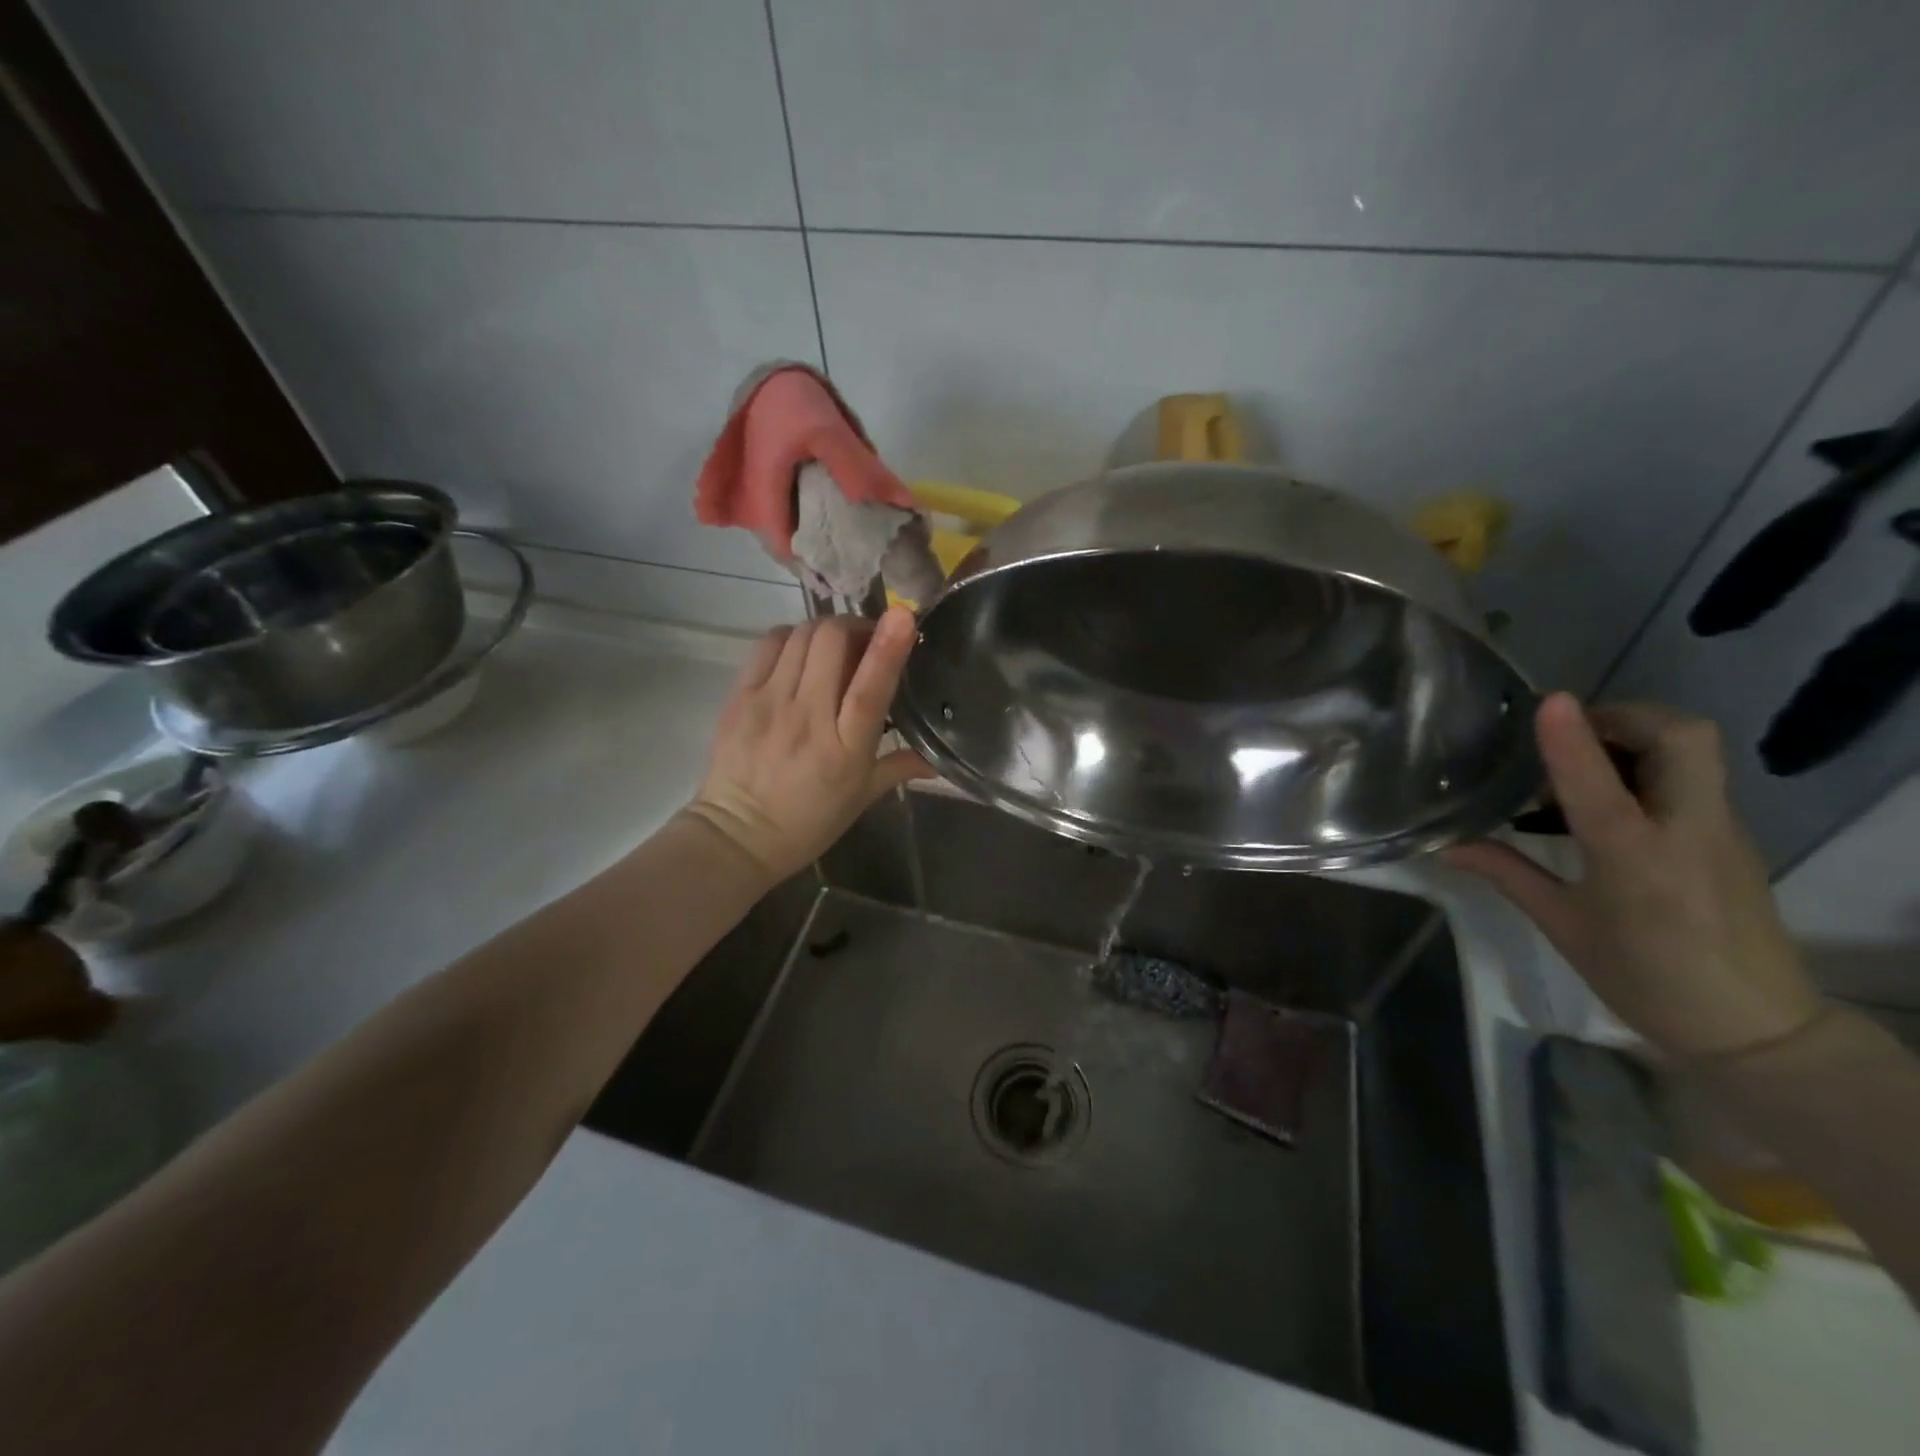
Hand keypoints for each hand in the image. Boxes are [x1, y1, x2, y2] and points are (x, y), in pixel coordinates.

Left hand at [684, 609, 933, 884]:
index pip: (869, 689)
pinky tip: (801, 652)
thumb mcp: (861, 799)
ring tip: (836, 646)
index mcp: (844, 749)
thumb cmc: (807, 823)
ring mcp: (769, 703)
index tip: (904, 615)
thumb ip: (900, 768)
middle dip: (856, 627)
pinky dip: (793, 637)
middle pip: (831, 643)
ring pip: (801, 635)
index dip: (888, 648)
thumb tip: (940, 760)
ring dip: (826, 630)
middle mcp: (807, 718)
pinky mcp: (740, 696)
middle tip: (867, 640)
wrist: (737, 836)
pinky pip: (769, 644)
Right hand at [1446, 694, 1822, 1059]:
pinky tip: (1610, 797)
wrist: (1754, 1026)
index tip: (1548, 700)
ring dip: (1638, 735)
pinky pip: (1694, 776)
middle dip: (1624, 716)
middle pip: (1681, 738)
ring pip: (1694, 750)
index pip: (1599, 785)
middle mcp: (1685, 832)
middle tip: (1571, 729)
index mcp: (1634, 860)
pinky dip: (1650, 764)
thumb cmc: (1643, 978)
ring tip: (1582, 759)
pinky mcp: (1732, 836)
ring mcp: (1719, 830)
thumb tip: (1447, 845)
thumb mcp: (1564, 926)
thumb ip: (1507, 874)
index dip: (1571, 738)